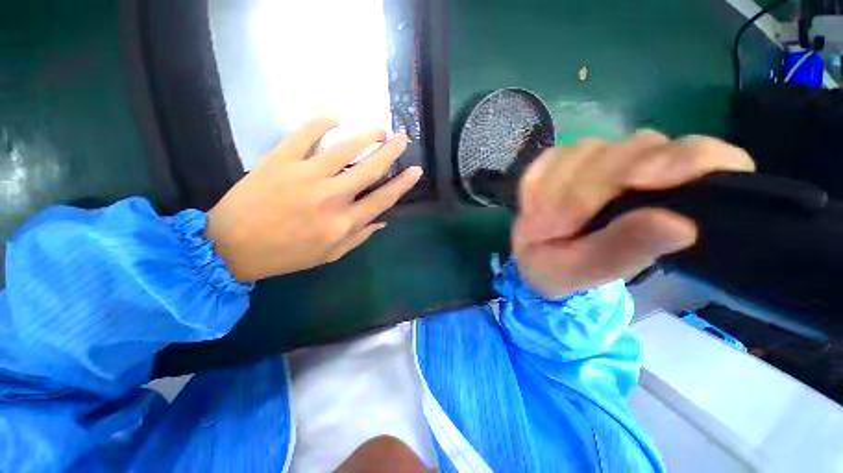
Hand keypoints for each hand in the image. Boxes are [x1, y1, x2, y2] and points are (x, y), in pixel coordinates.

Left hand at [206, 117, 421, 281]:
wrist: (232, 247)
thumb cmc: (287, 255)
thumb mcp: (330, 254)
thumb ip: (360, 237)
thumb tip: (382, 219)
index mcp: (344, 223)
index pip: (383, 198)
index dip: (403, 183)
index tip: (416, 170)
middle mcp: (331, 197)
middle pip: (370, 168)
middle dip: (391, 151)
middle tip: (402, 138)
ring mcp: (305, 175)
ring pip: (345, 147)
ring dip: (367, 133)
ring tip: (380, 127)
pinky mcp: (280, 159)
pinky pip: (306, 132)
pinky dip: (325, 119)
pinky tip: (340, 114)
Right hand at [512, 131, 755, 297]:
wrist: (534, 257)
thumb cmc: (566, 271)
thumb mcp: (590, 271)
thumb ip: (625, 249)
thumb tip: (680, 225)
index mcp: (673, 200)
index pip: (708, 159)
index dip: (682, 160)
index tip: (637, 180)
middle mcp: (646, 167)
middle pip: (634, 150)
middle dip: (585, 192)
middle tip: (555, 230)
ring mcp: (603, 156)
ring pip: (588, 151)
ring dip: (556, 192)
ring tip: (541, 226)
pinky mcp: (565, 156)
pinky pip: (551, 159)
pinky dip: (537, 185)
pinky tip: (533, 208)